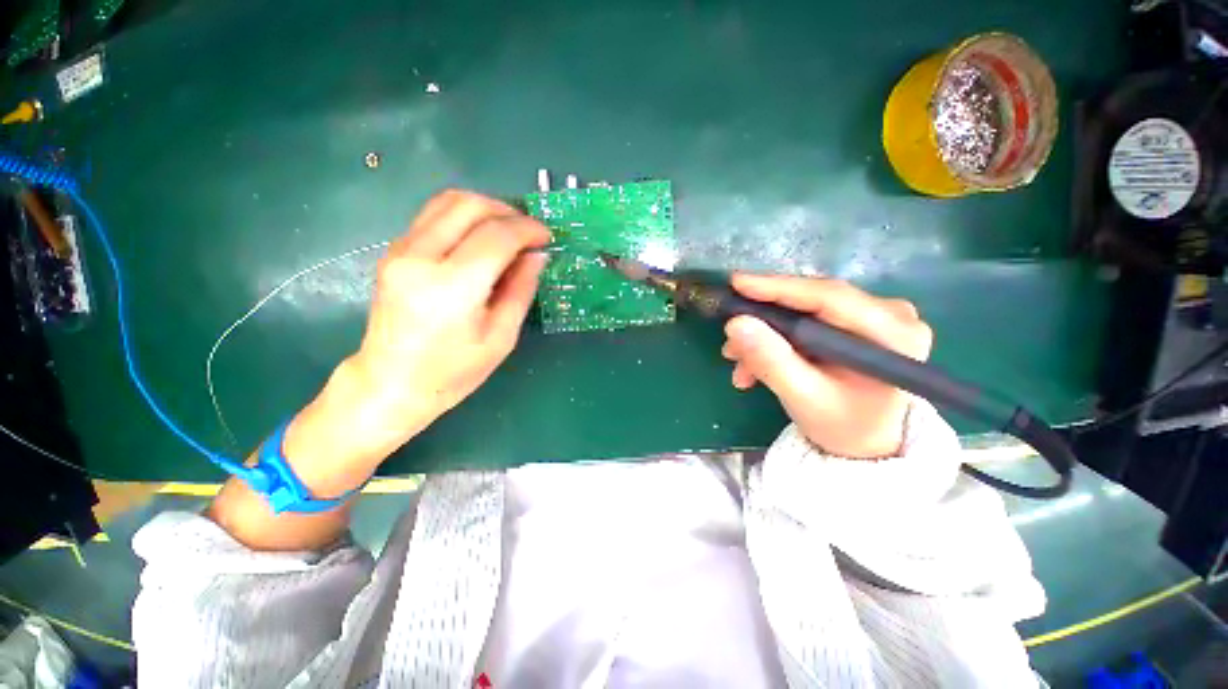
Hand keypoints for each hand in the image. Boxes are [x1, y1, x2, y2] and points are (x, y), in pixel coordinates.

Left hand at [349, 190, 550, 442]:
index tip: (547, 237)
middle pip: (469, 205)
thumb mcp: (501, 336)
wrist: (391, 384)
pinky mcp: (394, 251)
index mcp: (452, 287)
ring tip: (508, 231)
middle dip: (507, 211)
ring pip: (448, 201)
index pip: (497, 236)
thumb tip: (537, 255)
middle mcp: (420, 258)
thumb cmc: (453, 371)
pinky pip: (434, 216)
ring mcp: (401, 250)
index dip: (528, 230)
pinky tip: (480, 241)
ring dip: (485, 208)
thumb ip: (521, 289)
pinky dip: (464, 218)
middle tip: (529, 232)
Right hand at [721, 275, 932, 458]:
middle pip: (812, 301)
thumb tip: (735, 324)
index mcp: (894, 334)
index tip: (737, 283)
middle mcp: (891, 314)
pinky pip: (806, 319)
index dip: (778, 288)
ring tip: (736, 359)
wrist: (865, 442)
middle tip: (729, 333)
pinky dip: (776, 337)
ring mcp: (874, 315)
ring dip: (765, 332)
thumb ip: (771, 361)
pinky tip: (753, 361)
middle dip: (764, 318)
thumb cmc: (842, 425)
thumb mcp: (803, 398)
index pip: (829, 297)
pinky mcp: (856, 321)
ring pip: (803, 310)